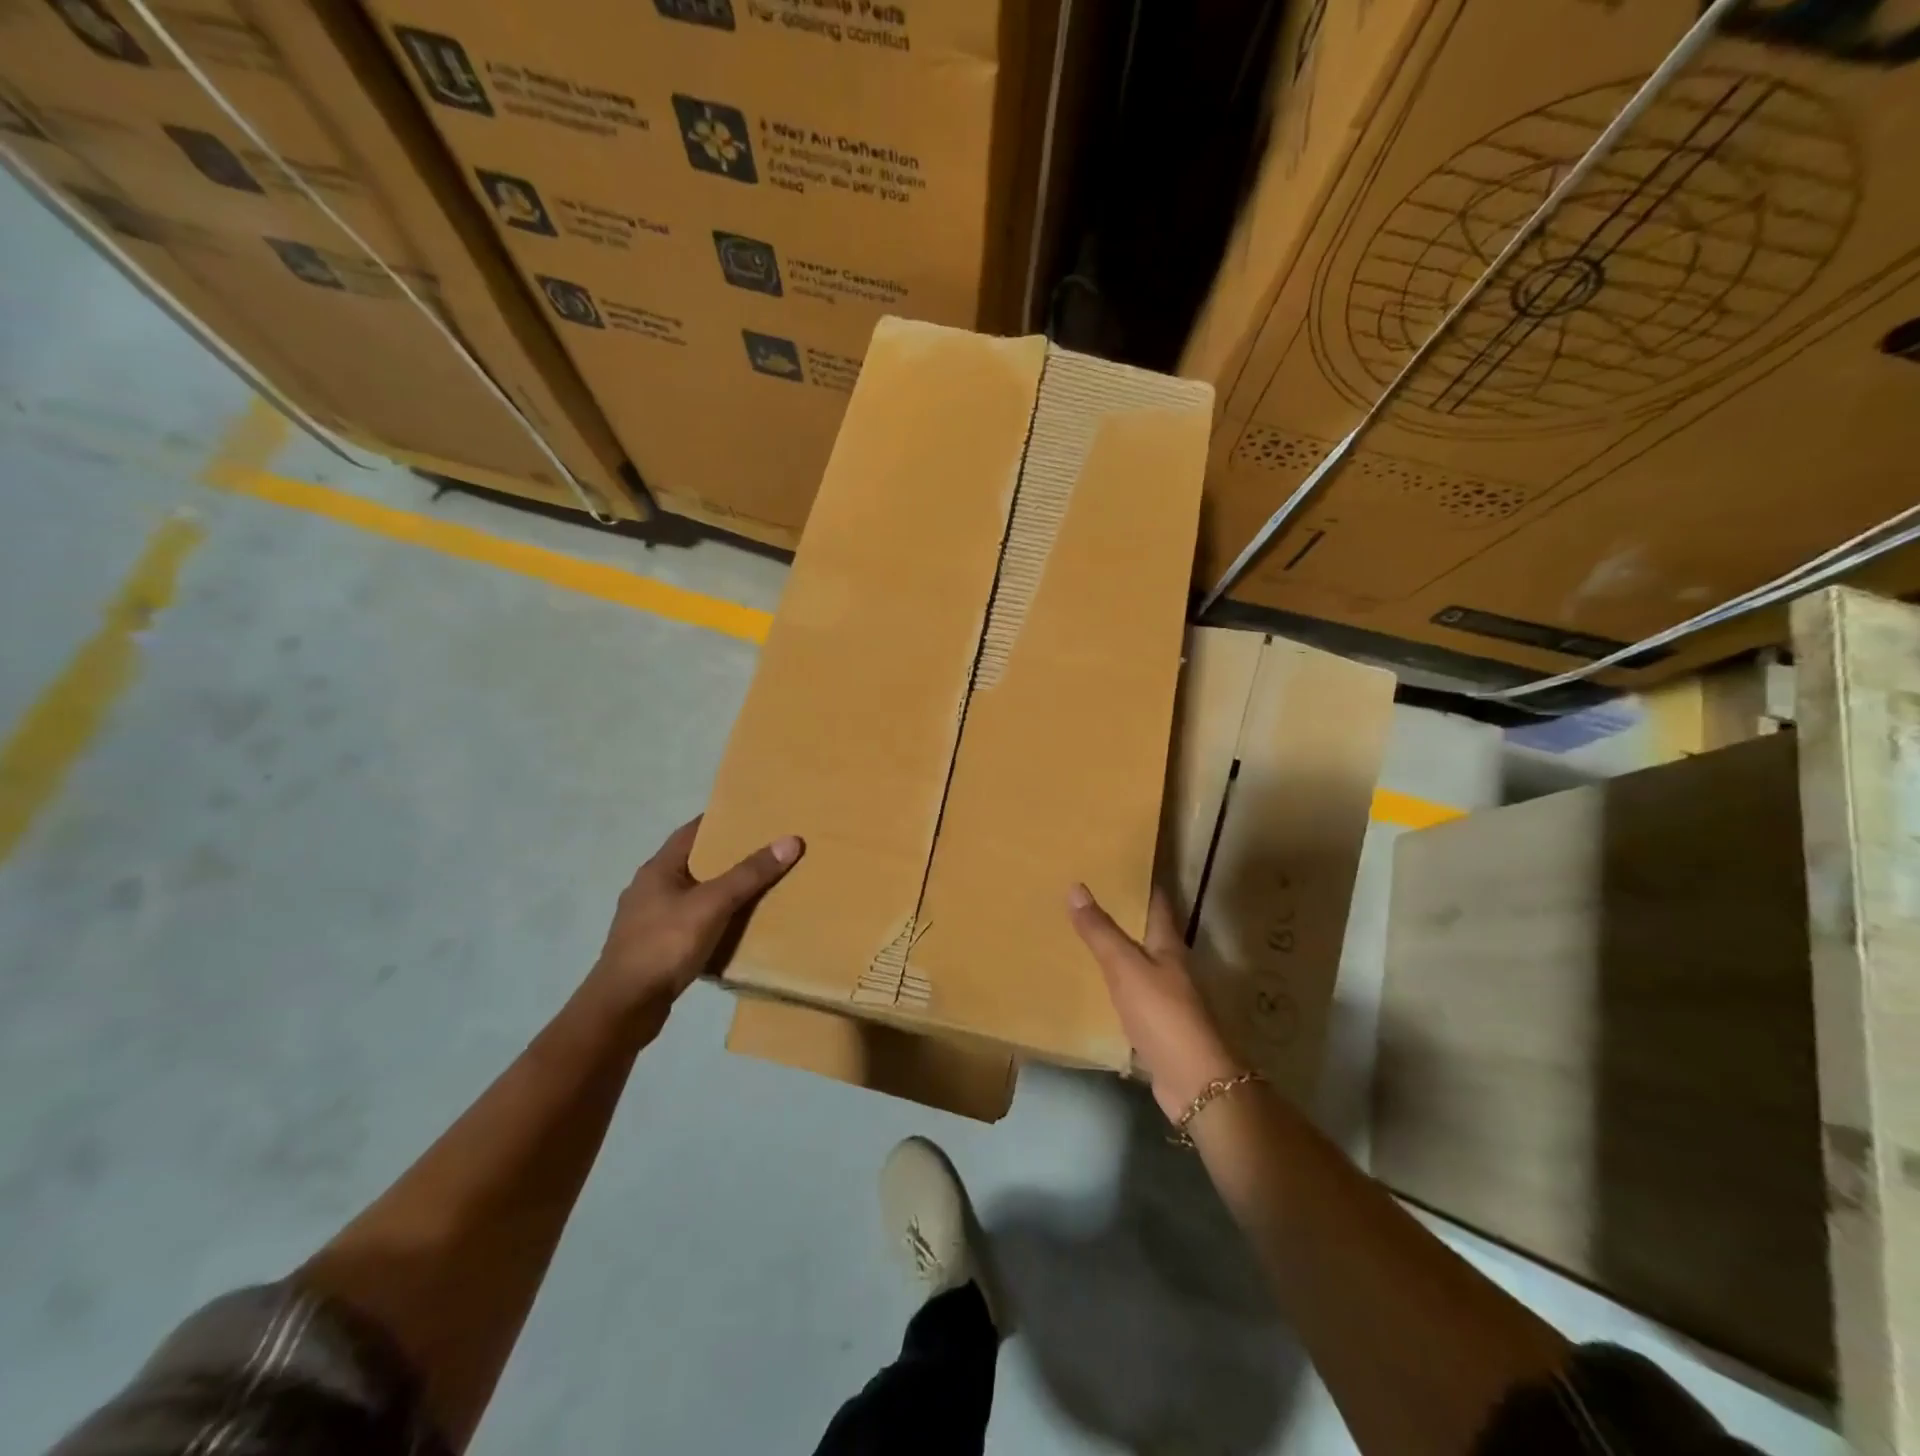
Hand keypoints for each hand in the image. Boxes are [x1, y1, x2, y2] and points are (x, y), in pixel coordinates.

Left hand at [588, 817, 803, 1031]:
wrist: (623, 1008)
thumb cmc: (664, 945)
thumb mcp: (712, 905)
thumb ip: (749, 874)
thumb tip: (790, 840)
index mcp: (658, 869)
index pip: (692, 831)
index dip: (722, 821)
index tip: (754, 816)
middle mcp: (649, 889)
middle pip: (695, 862)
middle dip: (727, 857)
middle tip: (765, 852)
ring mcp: (648, 920)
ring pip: (693, 895)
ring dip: (720, 891)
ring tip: (757, 889)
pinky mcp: (654, 948)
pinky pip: (690, 923)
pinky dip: (712, 920)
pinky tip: (734, 929)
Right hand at [1067, 884, 1242, 1122]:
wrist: (1192, 1080)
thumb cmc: (1163, 1014)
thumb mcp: (1126, 968)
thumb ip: (1101, 932)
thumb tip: (1076, 886)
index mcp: (1169, 946)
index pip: (1157, 903)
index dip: (1141, 882)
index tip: (1117, 864)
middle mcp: (1170, 966)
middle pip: (1146, 932)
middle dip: (1122, 914)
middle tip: (1087, 894)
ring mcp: (1164, 998)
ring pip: (1136, 964)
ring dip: (1115, 950)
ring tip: (1081, 933)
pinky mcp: (1155, 1025)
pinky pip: (1129, 995)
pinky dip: (1111, 985)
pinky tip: (1090, 984)